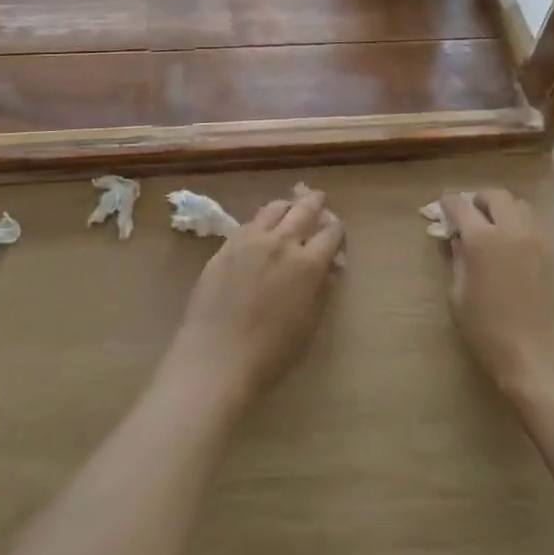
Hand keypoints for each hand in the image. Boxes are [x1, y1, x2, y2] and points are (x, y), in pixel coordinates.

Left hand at [162, 189, 343, 406]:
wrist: (216, 357)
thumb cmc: (270, 352)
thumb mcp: (308, 325)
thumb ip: (321, 290)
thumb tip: (329, 267)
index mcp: (307, 264)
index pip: (330, 233)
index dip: (337, 230)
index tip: (337, 231)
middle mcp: (282, 243)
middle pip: (304, 209)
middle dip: (315, 202)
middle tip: (319, 197)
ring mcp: (251, 240)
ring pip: (274, 208)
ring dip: (287, 205)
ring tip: (290, 206)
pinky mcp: (227, 245)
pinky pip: (250, 222)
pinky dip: (262, 219)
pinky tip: (262, 225)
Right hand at [441, 190, 553, 395]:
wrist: (543, 362)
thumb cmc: (490, 334)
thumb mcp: (459, 298)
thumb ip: (457, 260)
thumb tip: (456, 239)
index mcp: (483, 239)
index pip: (460, 205)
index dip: (447, 203)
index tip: (442, 208)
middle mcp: (513, 229)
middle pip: (495, 195)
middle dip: (478, 200)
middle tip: (469, 216)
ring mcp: (540, 239)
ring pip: (520, 206)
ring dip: (503, 210)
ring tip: (495, 229)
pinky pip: (537, 226)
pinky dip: (522, 226)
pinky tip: (516, 248)